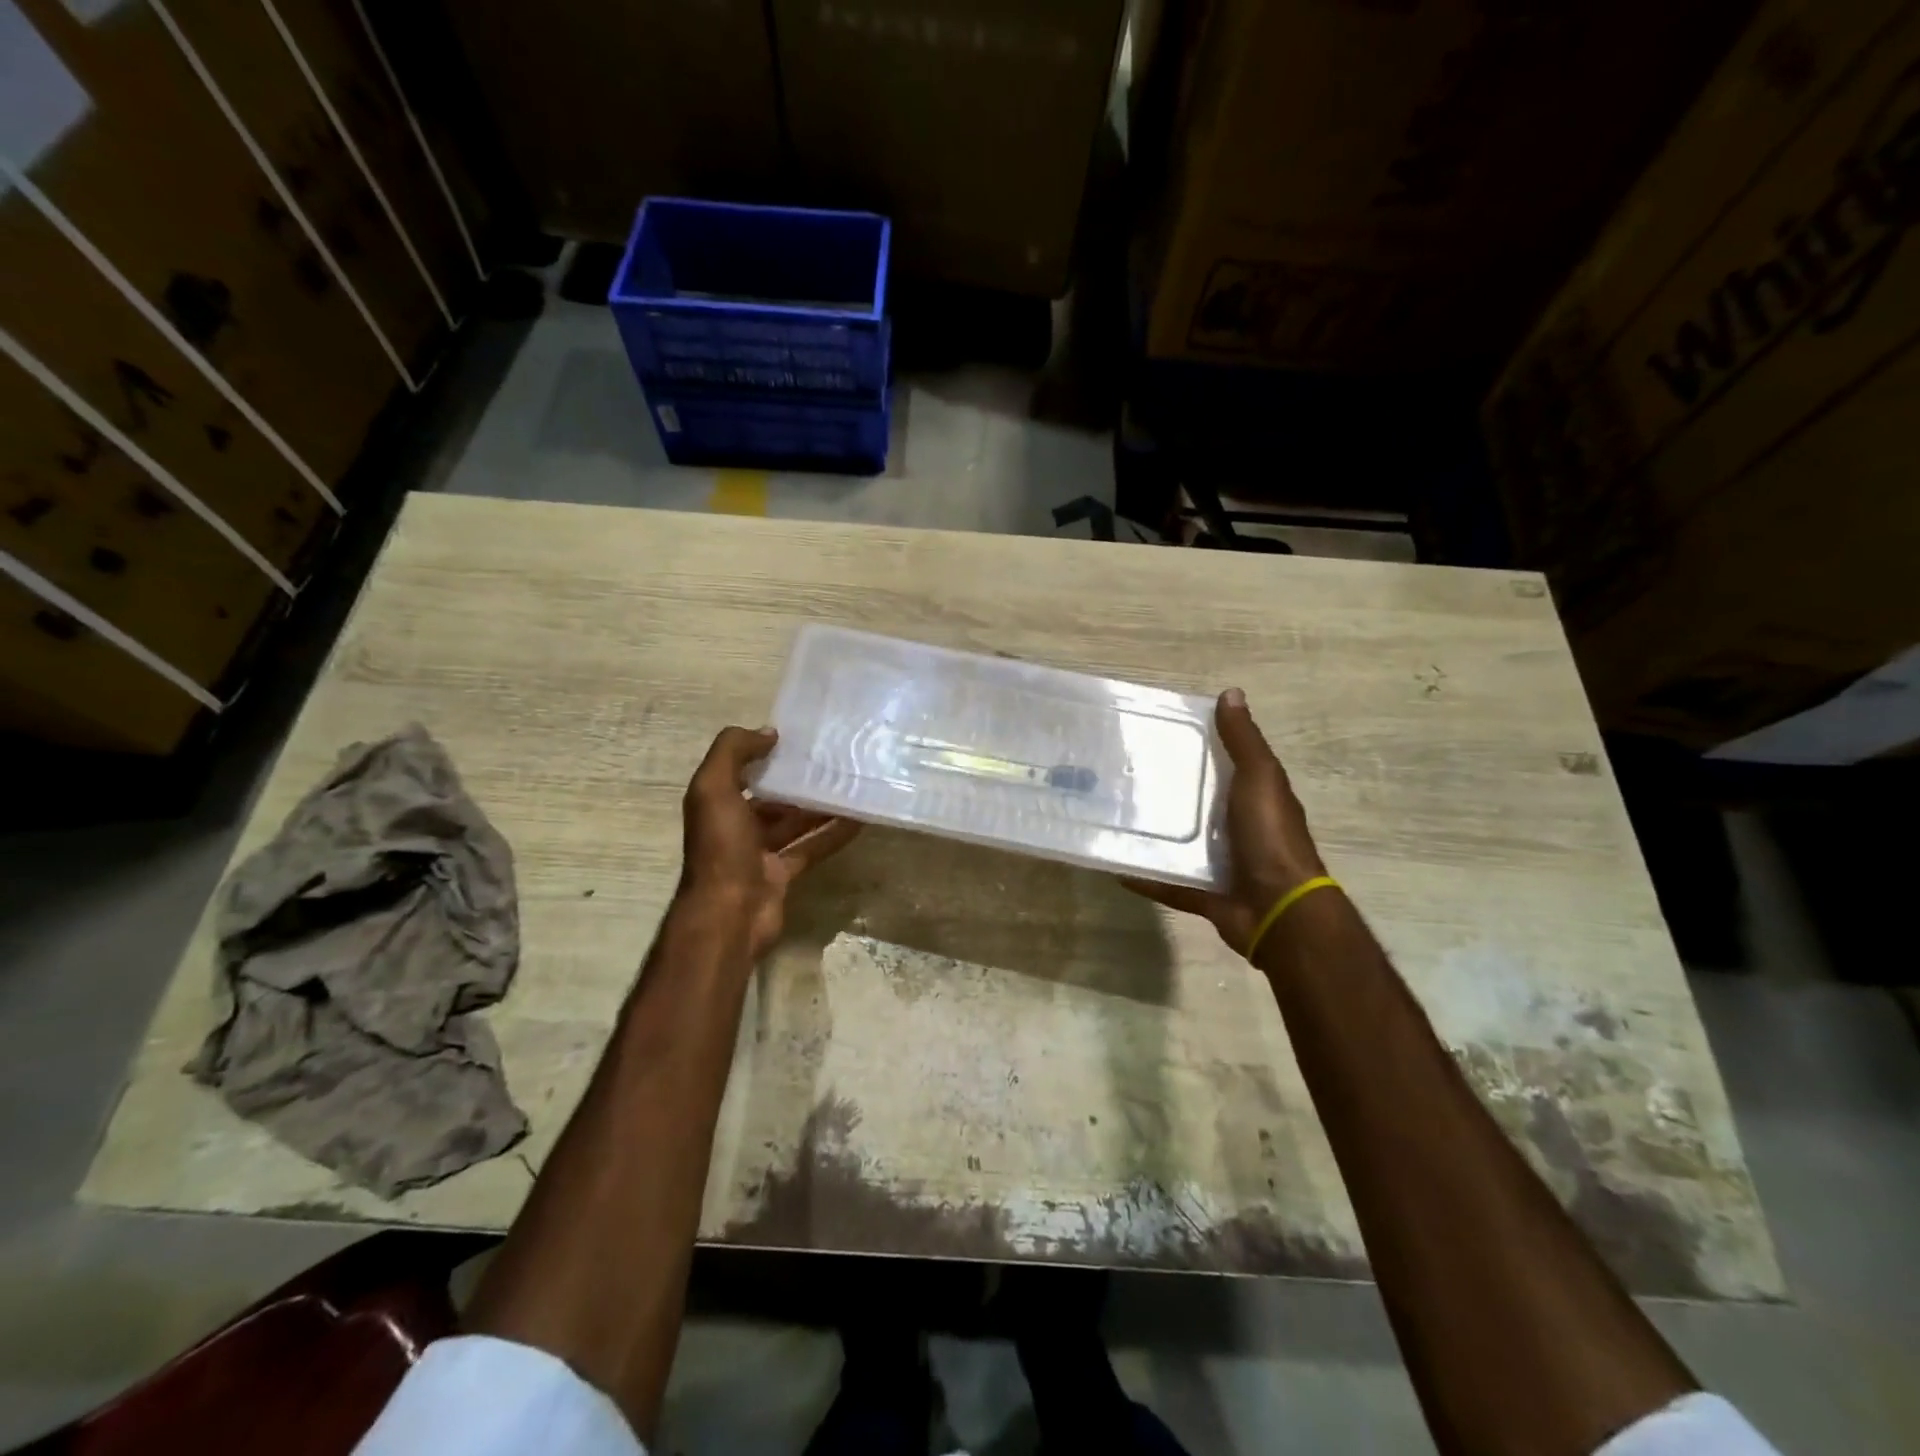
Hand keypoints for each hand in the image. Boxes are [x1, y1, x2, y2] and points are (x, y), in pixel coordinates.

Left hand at [678, 726, 859, 959]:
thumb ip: (733, 752)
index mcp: (717, 803)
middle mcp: (737, 825)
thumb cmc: (721, 847)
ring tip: (851, 784)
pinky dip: (833, 835)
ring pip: (795, 822)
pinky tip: (859, 820)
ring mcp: (761, 852)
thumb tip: (768, 733)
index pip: (741, 771)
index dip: (765, 754)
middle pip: (772, 797)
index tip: (799, 739)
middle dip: (797, 781)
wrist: (728, 914)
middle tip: (834, 760)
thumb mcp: (713, 788)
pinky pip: (812, 848)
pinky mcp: (784, 873)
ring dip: (820, 806)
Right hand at [1123, 688, 1326, 953]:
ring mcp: (1223, 863)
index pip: (1225, 764)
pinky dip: (1145, 876)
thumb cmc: (1270, 836)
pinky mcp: (1205, 893)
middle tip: (1123, 773)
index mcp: (1254, 797)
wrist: (1278, 909)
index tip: (1158, 733)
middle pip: (1199, 802)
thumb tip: (1231, 693)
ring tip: (1114, 815)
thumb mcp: (1260, 779)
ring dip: (1155, 832)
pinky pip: (1169, 881)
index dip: (1198, 747)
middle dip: (1168, 790)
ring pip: (1183, 842)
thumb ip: (1244, 742)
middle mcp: (1239, 827)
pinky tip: (1115, 866)